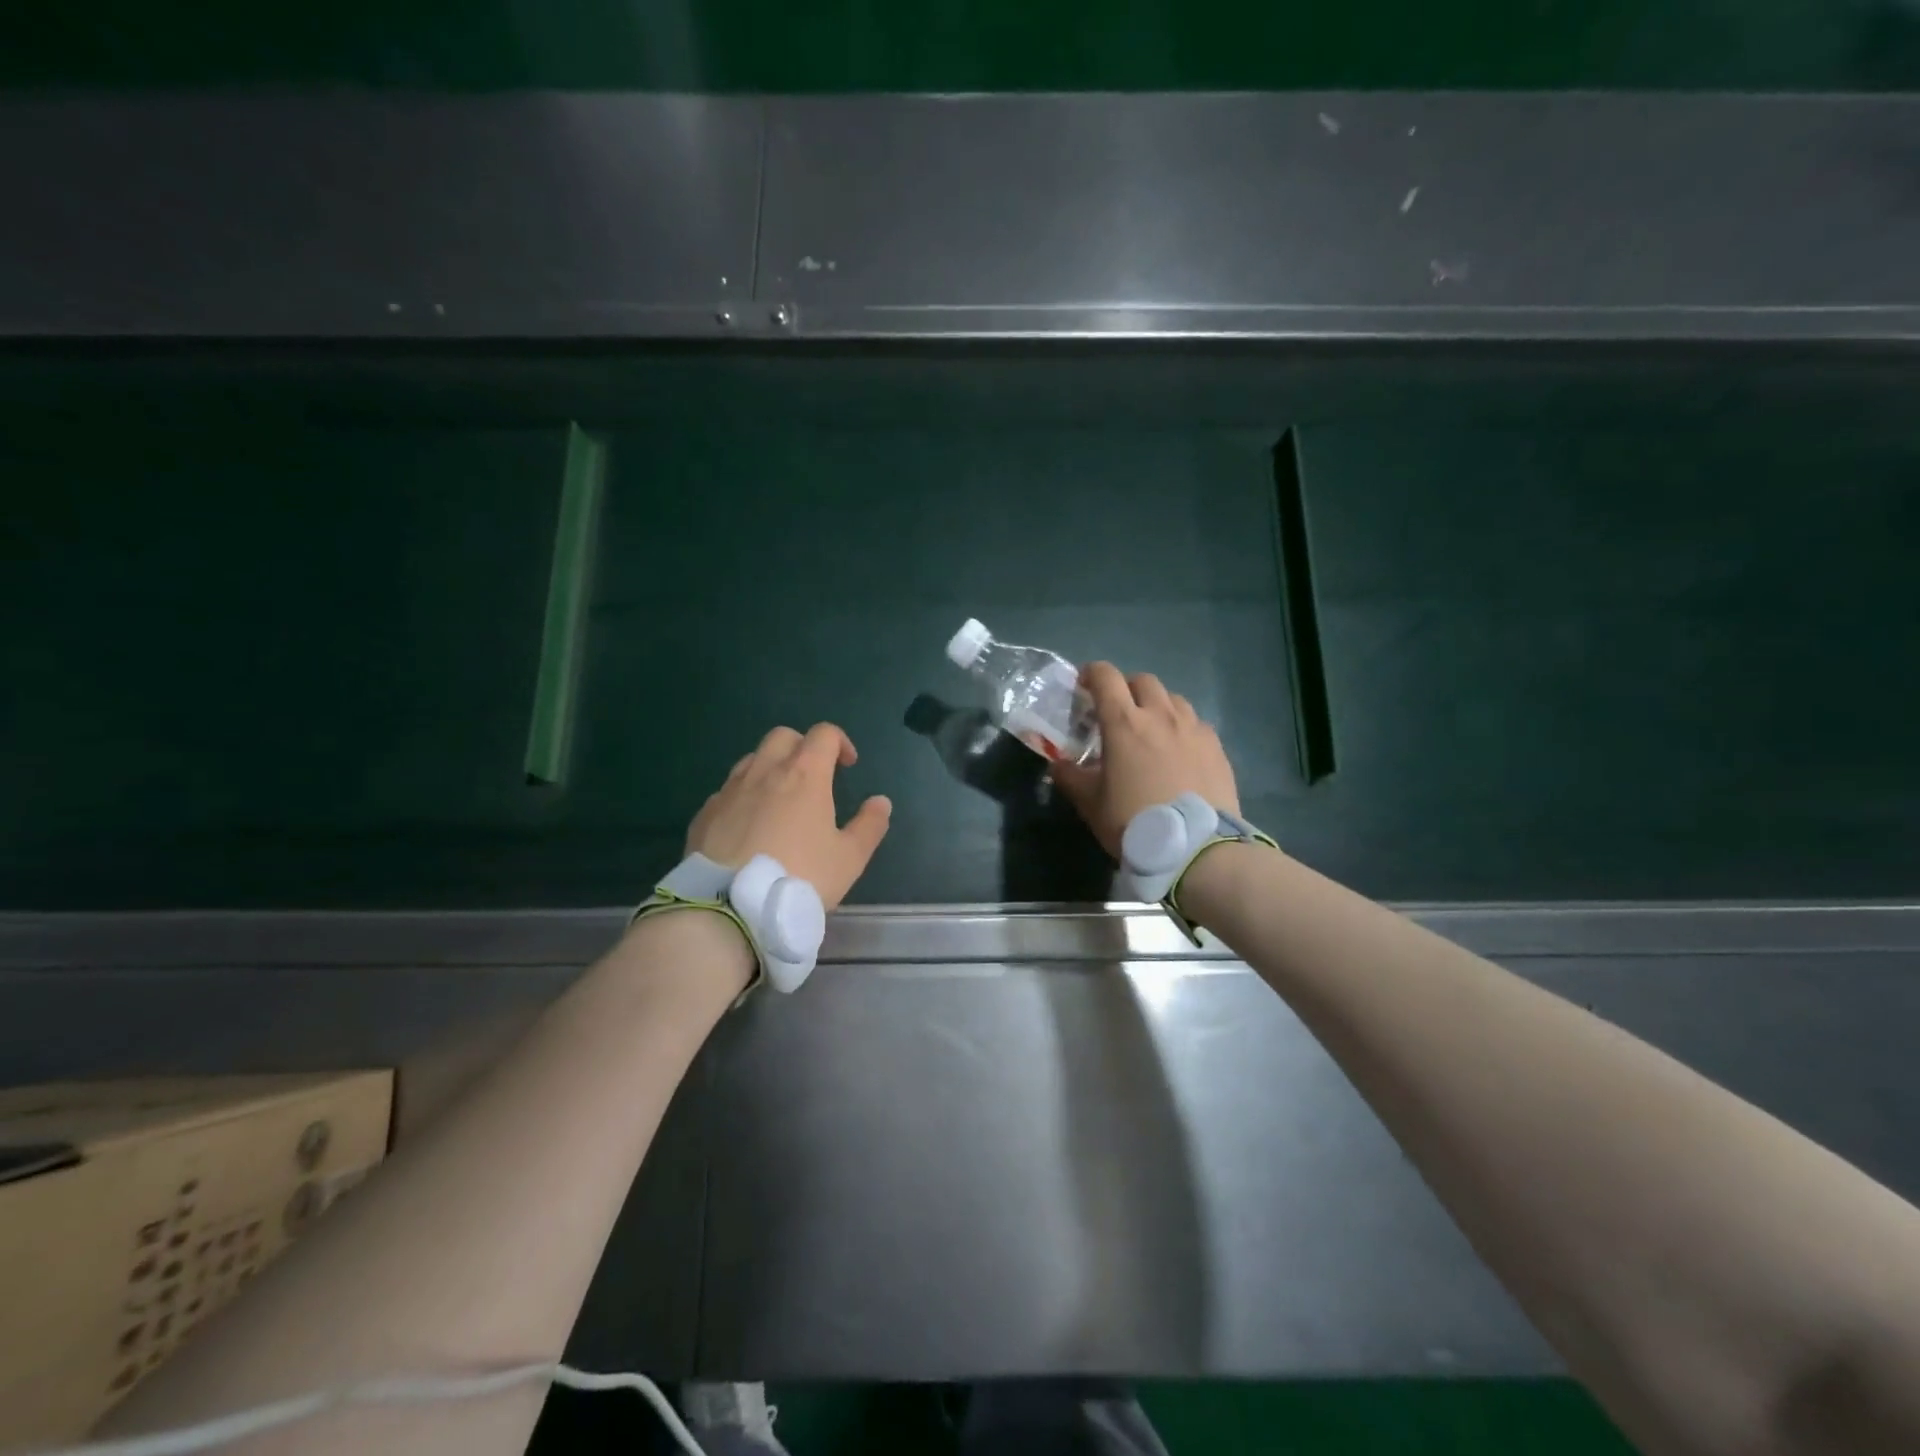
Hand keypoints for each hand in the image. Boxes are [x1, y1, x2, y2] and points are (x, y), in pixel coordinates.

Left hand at [686, 723, 891, 908]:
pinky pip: (727, 792)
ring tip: (779, 801)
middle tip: (813, 776)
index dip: (840, 742)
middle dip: (802, 746)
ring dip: (770, 769)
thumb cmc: (800, 877)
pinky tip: (748, 828)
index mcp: (804, 774)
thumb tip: (880, 802)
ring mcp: (729, 790)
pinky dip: (743, 798)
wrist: (730, 907)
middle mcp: (764, 771)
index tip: (848, 765)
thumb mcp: (849, 858)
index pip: (824, 734)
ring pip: (751, 760)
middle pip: (783, 736)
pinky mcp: (704, 814)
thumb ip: (869, 826)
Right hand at [1051, 663, 1239, 857]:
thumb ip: (1070, 777)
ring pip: (1173, 699)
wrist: (1196, 847)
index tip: (1083, 685)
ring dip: (1157, 705)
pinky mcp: (1216, 746)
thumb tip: (1056, 764)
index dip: (1091, 674)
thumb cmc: (1134, 822)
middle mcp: (1161, 715)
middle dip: (1126, 688)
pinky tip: (1179, 751)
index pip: (1105, 677)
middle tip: (1118, 712)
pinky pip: (1195, 723)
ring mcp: (1193, 728)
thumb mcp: (1091, 803)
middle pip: (1142, 681)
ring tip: (1151, 730)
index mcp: (1124, 722)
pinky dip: (1182, 728)